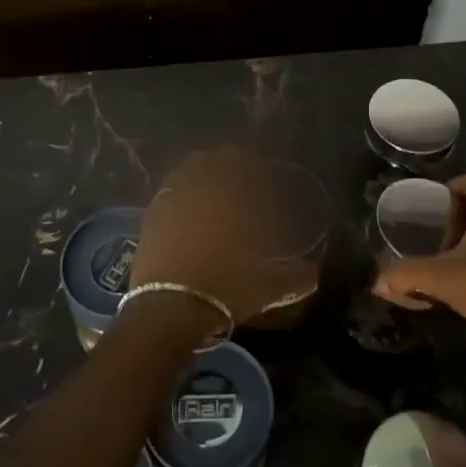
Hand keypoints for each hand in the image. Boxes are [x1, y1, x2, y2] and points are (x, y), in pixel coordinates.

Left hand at [133, 148, 320, 326]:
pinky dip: (180, 189)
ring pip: (187, 168)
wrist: (168, 308)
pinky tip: (187, 207)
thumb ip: (294, 276)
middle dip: (228, 163)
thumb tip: (314, 274)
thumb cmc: (223, 288)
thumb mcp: (267, 287)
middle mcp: (200, 187)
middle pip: (213, 158)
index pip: (243, 160)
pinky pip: (168, 189)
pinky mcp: (151, 214)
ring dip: (202, 171)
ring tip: (213, 189)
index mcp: (230, 195)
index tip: (264, 174)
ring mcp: (172, 197)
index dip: (255, 163)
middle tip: (241, 180)